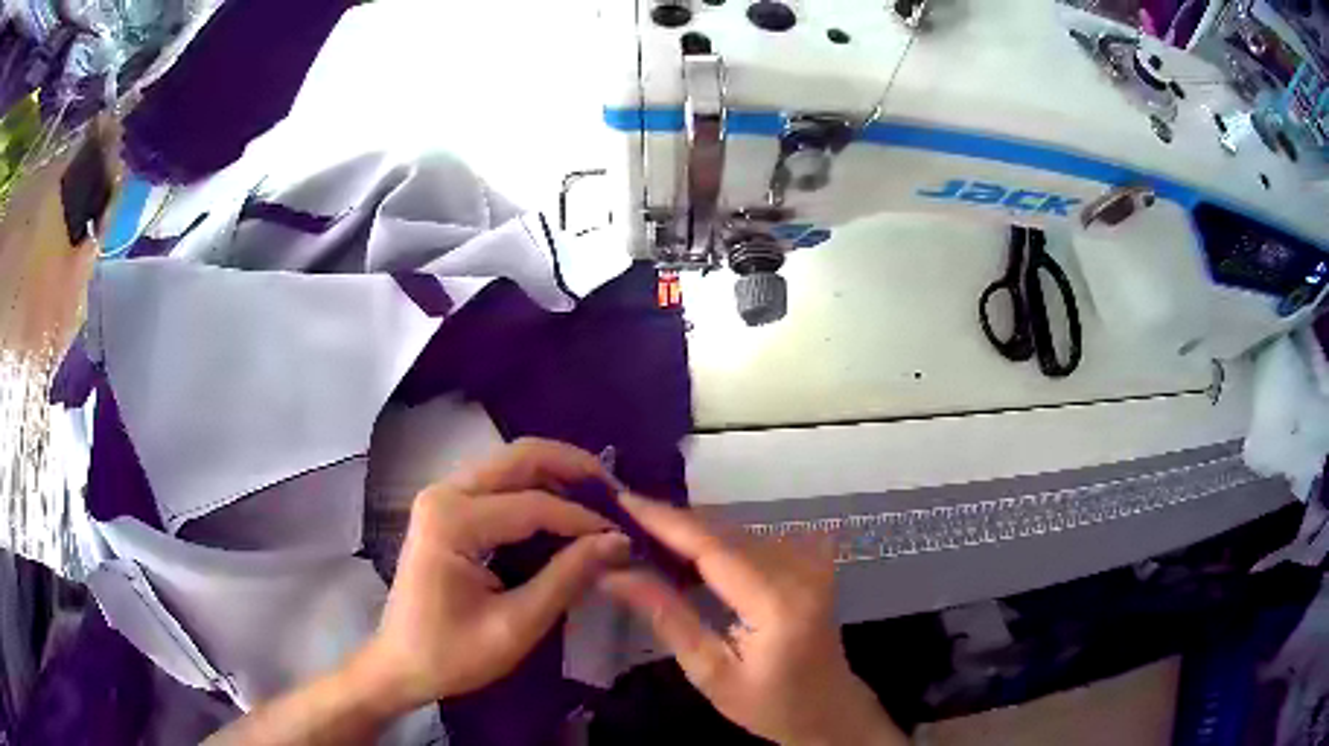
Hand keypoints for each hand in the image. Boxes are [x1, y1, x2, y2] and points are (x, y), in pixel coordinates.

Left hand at [357, 438, 630, 711]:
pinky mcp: (445, 508)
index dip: (584, 520)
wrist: (401, 664)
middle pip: (519, 457)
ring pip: (510, 464)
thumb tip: (619, 542)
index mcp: (452, 521)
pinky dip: (537, 489)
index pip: (534, 505)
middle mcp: (443, 493)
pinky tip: (564, 510)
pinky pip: (499, 483)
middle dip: (574, 468)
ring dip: (557, 476)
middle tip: (618, 495)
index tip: (626, 540)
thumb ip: (567, 579)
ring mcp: (441, 496)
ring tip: (600, 501)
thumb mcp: (516, 626)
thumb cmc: (453, 654)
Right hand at [601, 494, 905, 745]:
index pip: (713, 547)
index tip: (621, 499)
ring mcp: (811, 560)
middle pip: (724, 532)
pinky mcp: (811, 561)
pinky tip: (684, 550)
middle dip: (670, 522)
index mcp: (778, 602)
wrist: (829, 709)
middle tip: (619, 517)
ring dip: (690, 531)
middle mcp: (800, 569)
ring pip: (737, 531)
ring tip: (641, 531)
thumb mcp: (711, 673)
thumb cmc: (769, 705)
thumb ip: (667, 618)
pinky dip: (714, 540)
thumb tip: (616, 574)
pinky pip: (753, 539)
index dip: (665, 520)